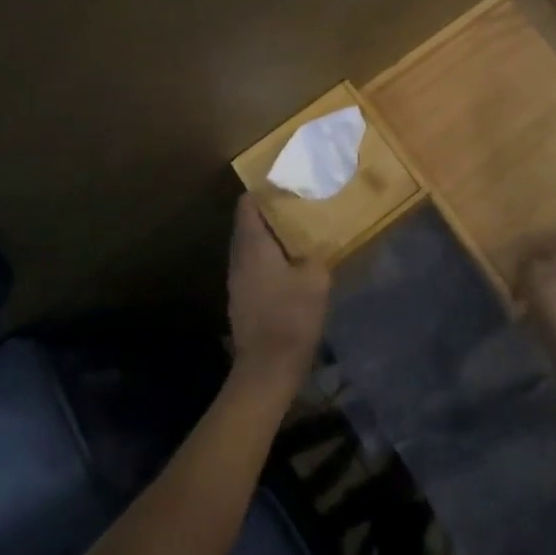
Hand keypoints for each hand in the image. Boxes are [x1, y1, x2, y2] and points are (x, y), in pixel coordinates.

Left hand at [227, 198, 329, 391]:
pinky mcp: (241, 298)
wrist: (266, 370)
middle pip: (249, 223)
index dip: (265, 190)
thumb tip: (319, 240)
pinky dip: (269, 258)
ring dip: (271, 237)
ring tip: (299, 233)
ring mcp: (237, 279)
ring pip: (251, 245)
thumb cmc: (290, 317)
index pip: (248, 203)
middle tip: (299, 205)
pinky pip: (253, 265)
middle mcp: (238, 256)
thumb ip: (317, 252)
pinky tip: (291, 266)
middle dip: (272, 212)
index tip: (287, 184)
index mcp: (252, 244)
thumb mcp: (316, 279)